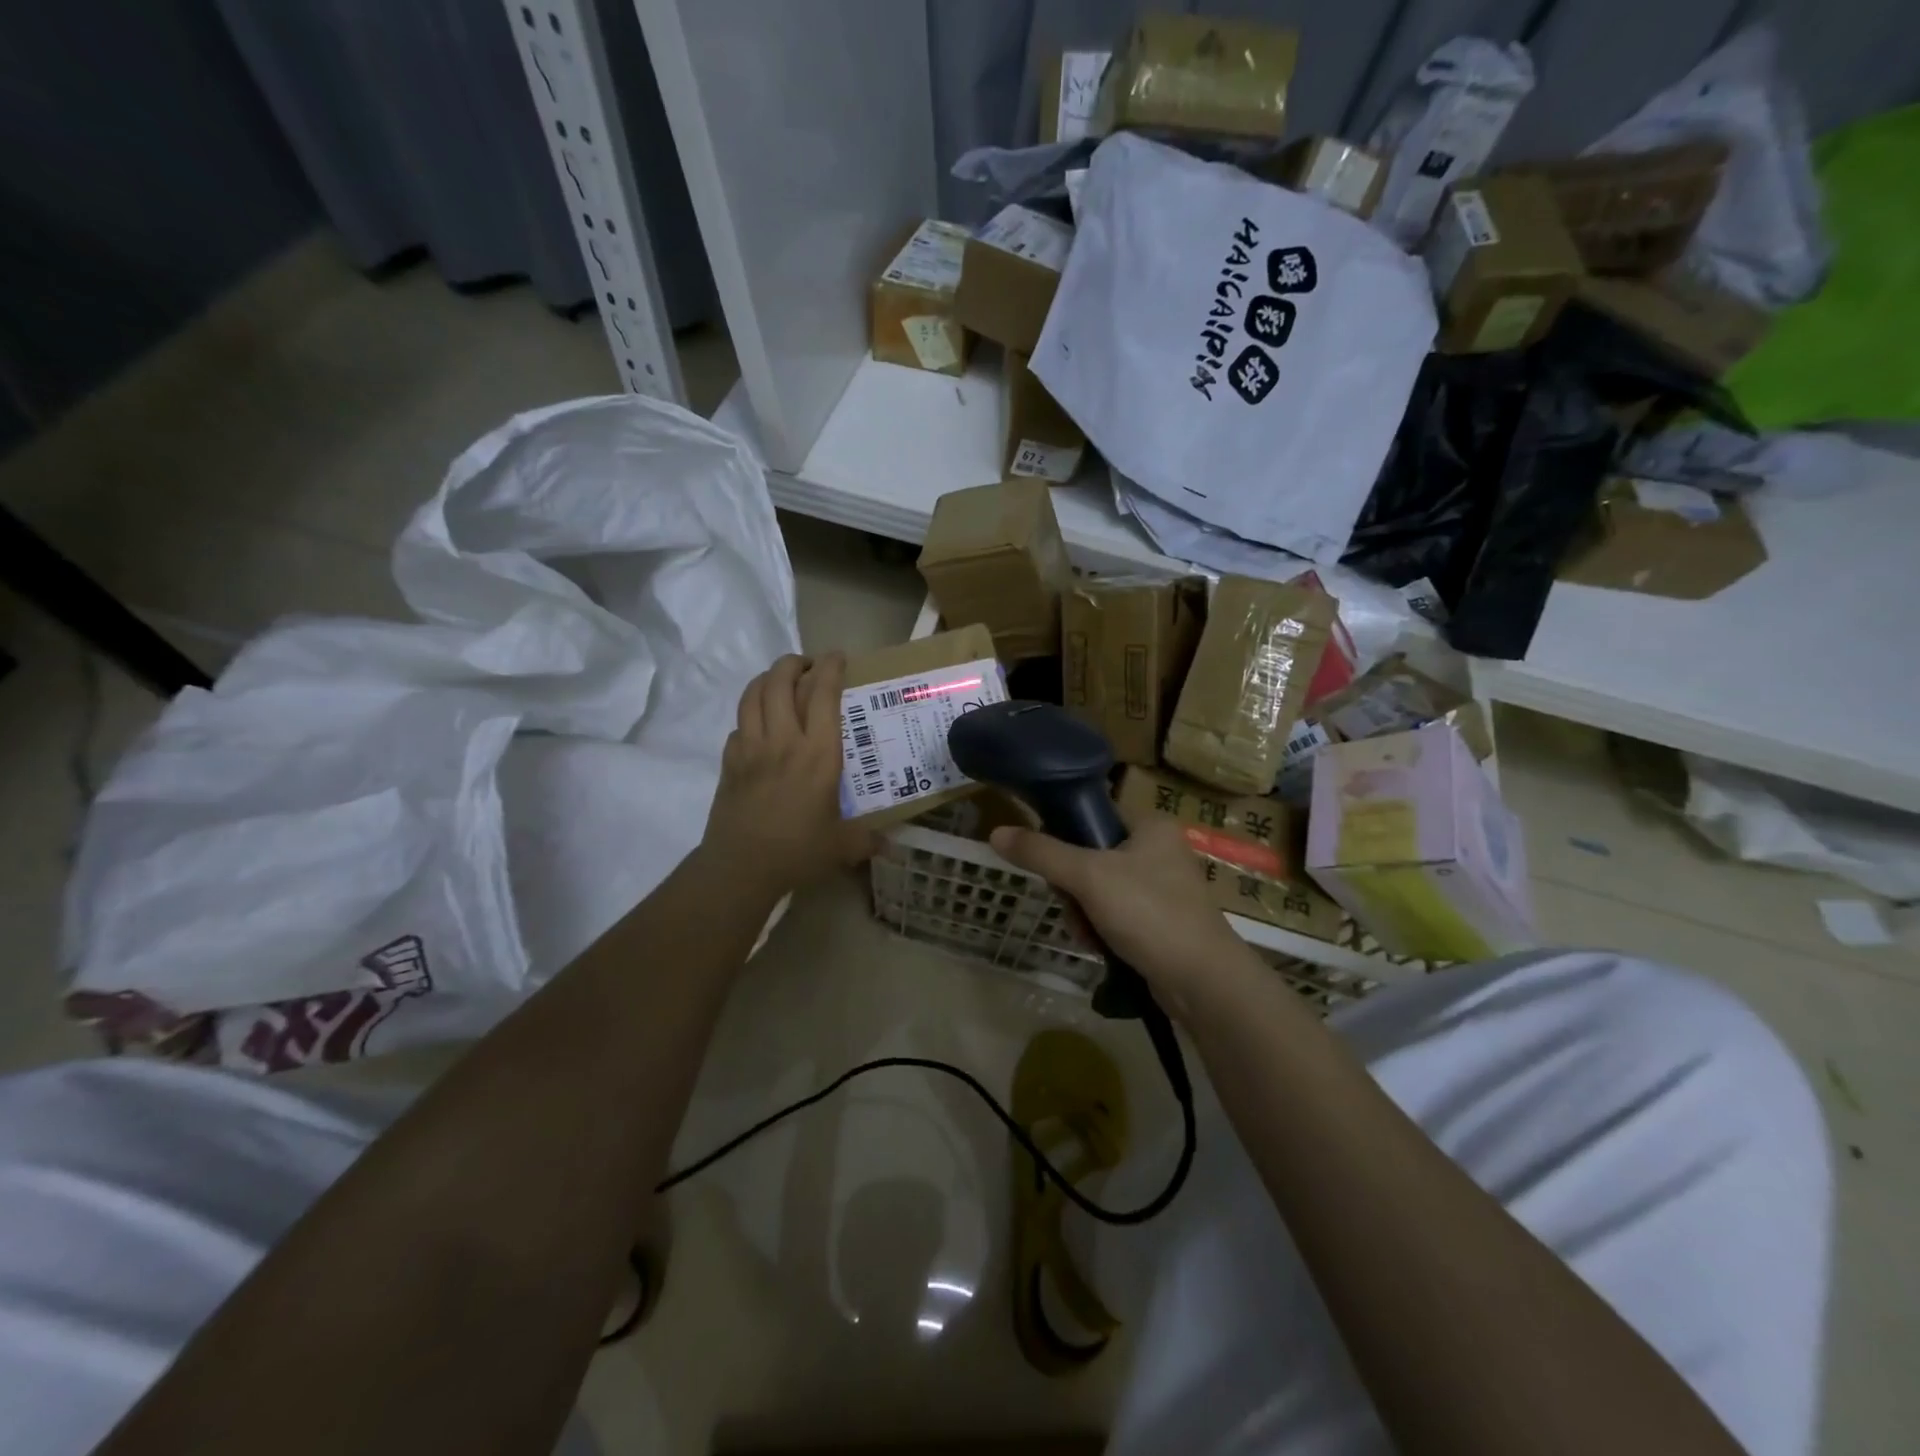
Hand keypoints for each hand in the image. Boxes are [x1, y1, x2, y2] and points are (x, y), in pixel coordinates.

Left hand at [702, 653, 873, 897]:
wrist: (741, 867)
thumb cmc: (798, 852)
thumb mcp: (842, 846)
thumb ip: (867, 840)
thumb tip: (890, 844)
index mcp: (818, 754)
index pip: (823, 695)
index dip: (830, 668)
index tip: (837, 657)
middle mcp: (784, 741)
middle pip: (780, 682)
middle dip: (793, 663)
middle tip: (807, 666)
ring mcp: (751, 749)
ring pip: (752, 695)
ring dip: (766, 680)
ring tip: (779, 682)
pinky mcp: (729, 763)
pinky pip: (737, 727)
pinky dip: (748, 718)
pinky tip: (757, 728)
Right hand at [988, 809, 1257, 1018]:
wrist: (1203, 982)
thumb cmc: (1149, 913)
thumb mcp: (1088, 877)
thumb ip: (1042, 853)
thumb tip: (996, 833)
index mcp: (1151, 826)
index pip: (1093, 816)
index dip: (1065, 839)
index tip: (1052, 866)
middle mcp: (1159, 850)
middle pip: (1090, 857)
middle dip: (1072, 889)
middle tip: (1073, 906)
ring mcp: (1162, 888)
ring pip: (1099, 890)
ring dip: (1083, 913)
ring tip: (1087, 934)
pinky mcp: (1161, 921)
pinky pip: (1115, 915)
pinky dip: (1101, 929)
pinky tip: (1099, 947)